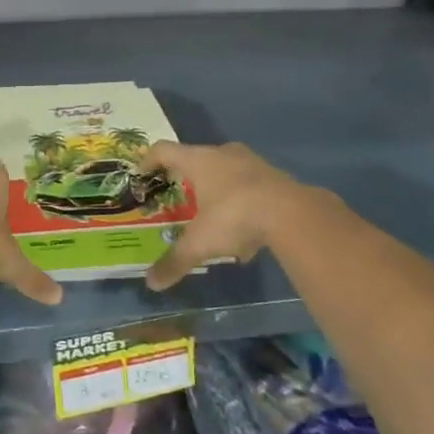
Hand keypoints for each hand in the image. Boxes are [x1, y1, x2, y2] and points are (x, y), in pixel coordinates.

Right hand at [138, 141, 320, 290]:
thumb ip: (174, 261)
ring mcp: (251, 162)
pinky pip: (250, 185)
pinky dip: (242, 203)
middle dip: (186, 179)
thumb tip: (151, 283)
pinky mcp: (275, 176)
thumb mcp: (200, 244)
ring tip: (213, 219)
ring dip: (217, 190)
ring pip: (226, 171)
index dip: (148, 161)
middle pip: (196, 158)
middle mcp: (222, 153)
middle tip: (178, 198)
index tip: (141, 176)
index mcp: (197, 160)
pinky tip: (245, 234)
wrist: (293, 213)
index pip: (163, 150)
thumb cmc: (234, 216)